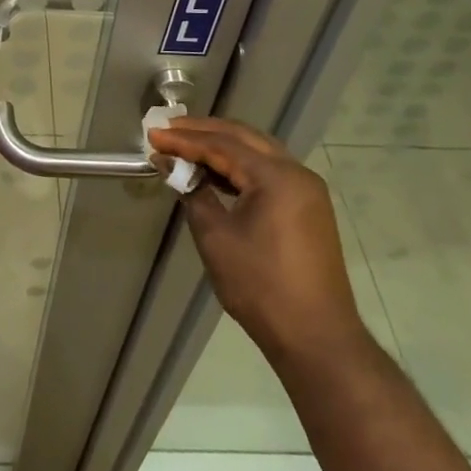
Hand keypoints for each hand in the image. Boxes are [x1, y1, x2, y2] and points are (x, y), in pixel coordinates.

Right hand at [149, 118, 370, 364]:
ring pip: (258, 152)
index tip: (153, 135)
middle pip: (243, 138)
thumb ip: (192, 192)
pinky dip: (240, 167)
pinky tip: (215, 174)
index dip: (184, 140)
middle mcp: (296, 173)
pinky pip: (269, 173)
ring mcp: (307, 190)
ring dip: (222, 147)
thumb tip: (170, 165)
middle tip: (168, 130)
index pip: (222, 145)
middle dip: (203, 132)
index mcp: (277, 176)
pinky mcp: (308, 208)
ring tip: (185, 147)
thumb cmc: (261, 286)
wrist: (317, 339)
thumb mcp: (216, 237)